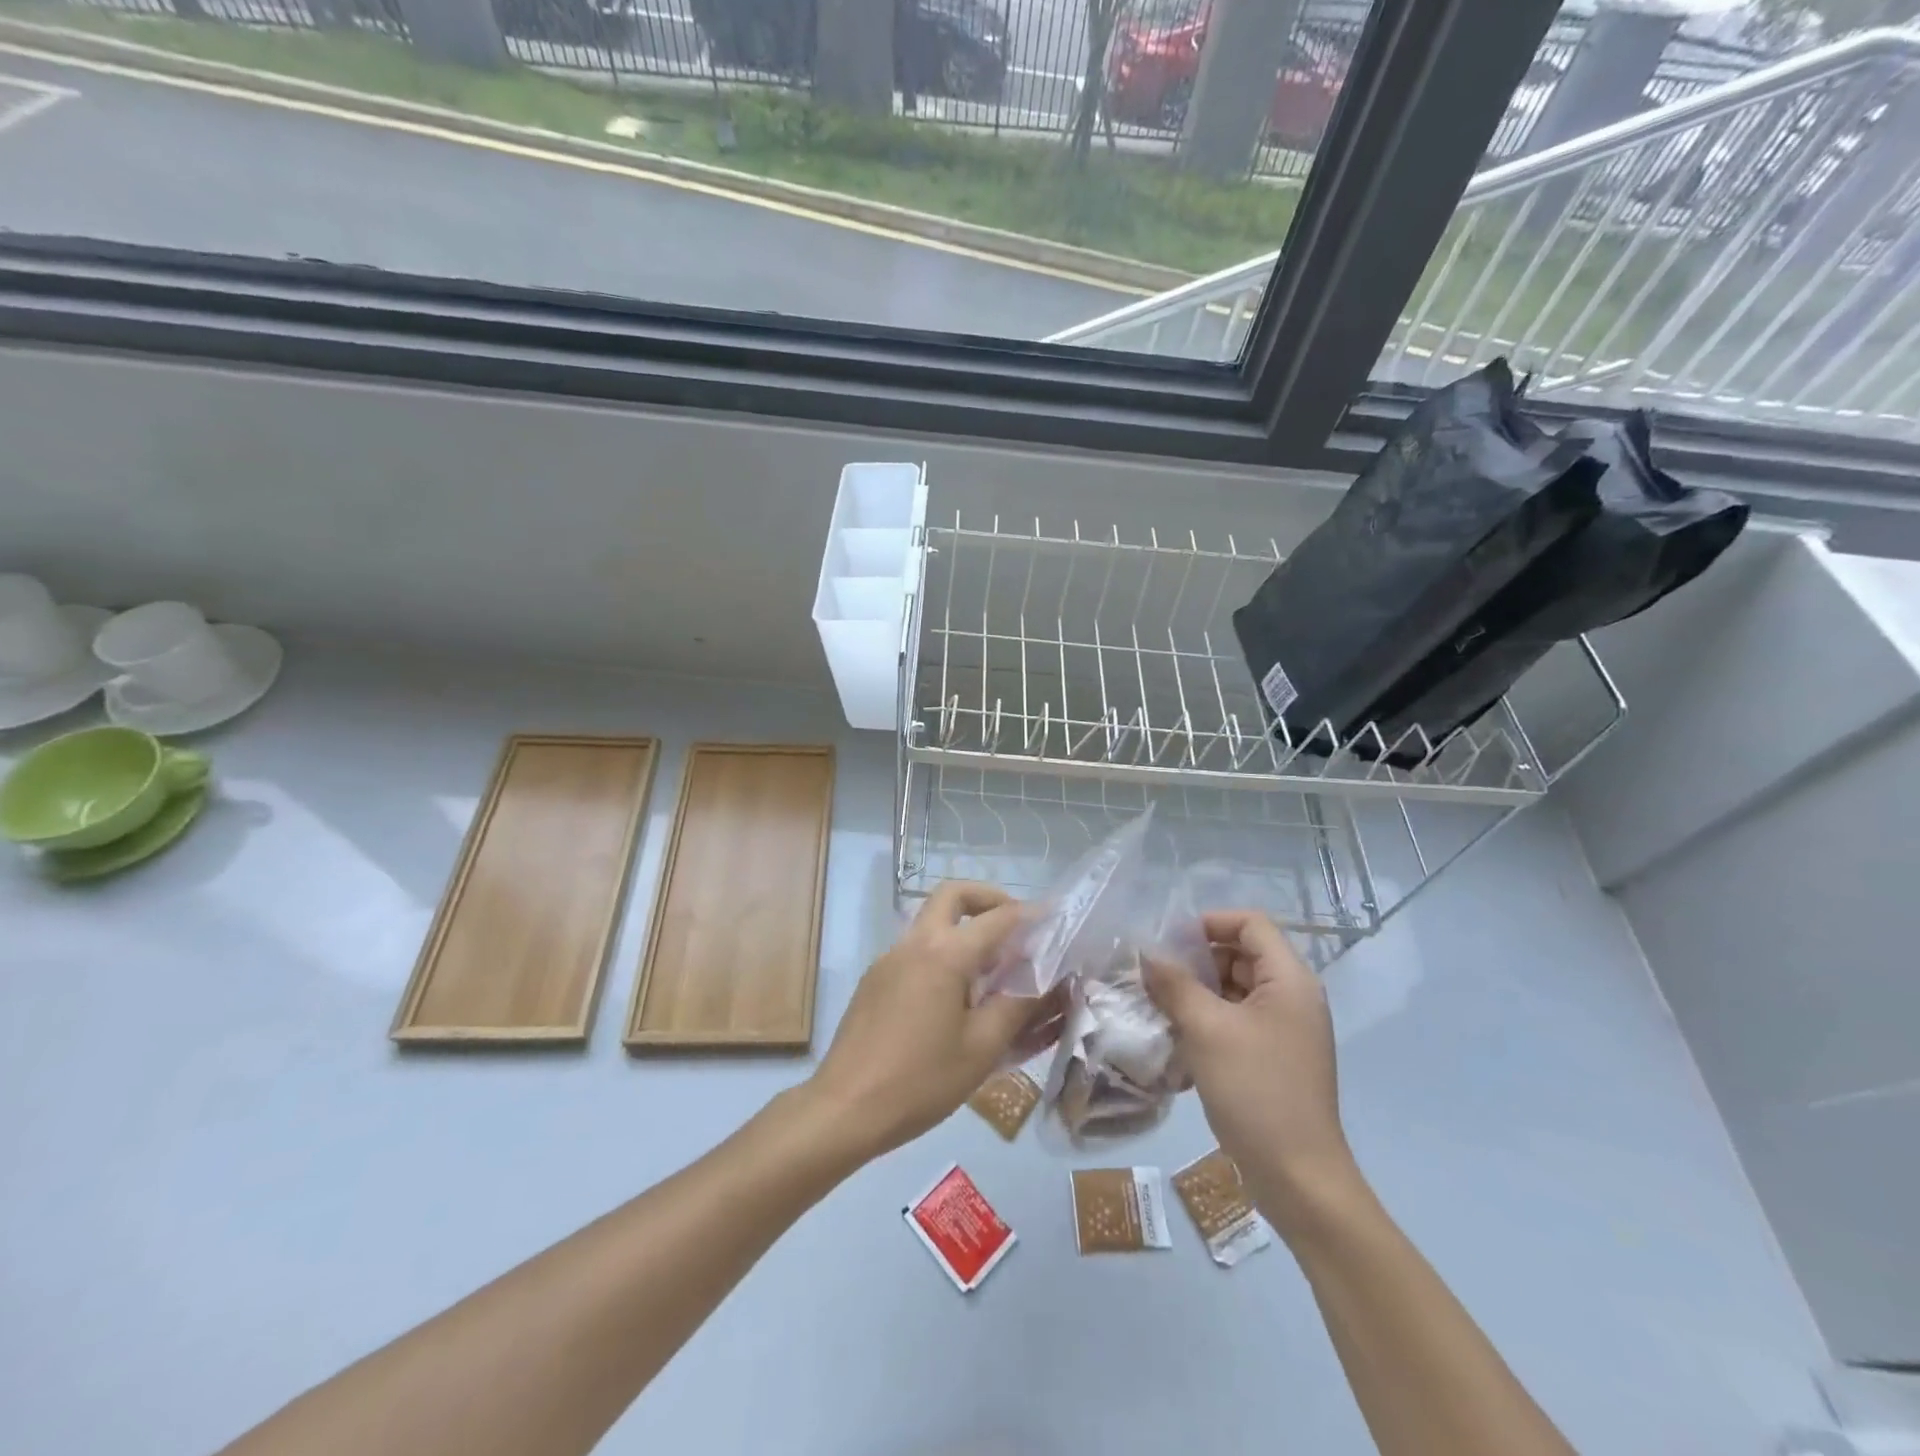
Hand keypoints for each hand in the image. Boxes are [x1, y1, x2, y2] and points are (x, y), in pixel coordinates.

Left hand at [805, 882, 1033, 1160]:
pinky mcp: (875, 980)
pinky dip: (942, 953)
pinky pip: (915, 949)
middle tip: (1013, 925)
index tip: (1053, 917)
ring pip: (930, 920)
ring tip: (991, 967)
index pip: (996, 918)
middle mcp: (914, 943)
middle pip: (952, 895)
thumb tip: (1046, 982)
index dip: (1029, 914)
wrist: (845, 1108)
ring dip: (963, 926)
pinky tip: (954, 997)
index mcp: (944, 954)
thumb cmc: (920, 1080)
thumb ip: (1017, 1007)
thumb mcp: (981, 1048)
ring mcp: (889, 959)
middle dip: (987, 898)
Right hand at [1144, 910, 1357, 1231]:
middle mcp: (1293, 998)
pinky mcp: (1275, 1059)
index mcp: (1289, 980)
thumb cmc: (1255, 1090)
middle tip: (1156, 975)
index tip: (1170, 942)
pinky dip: (1208, 1022)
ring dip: (1197, 993)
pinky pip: (1237, 1022)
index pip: (1251, 924)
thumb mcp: (1205, 1029)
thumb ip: (1174, 984)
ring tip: (1159, 1006)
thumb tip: (1147, 954)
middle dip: (1197, 960)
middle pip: (1242, 954)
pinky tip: (1177, 1040)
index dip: (1210, 922)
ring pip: (1236, 991)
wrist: (1298, 1178)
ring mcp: (1286, 1031)